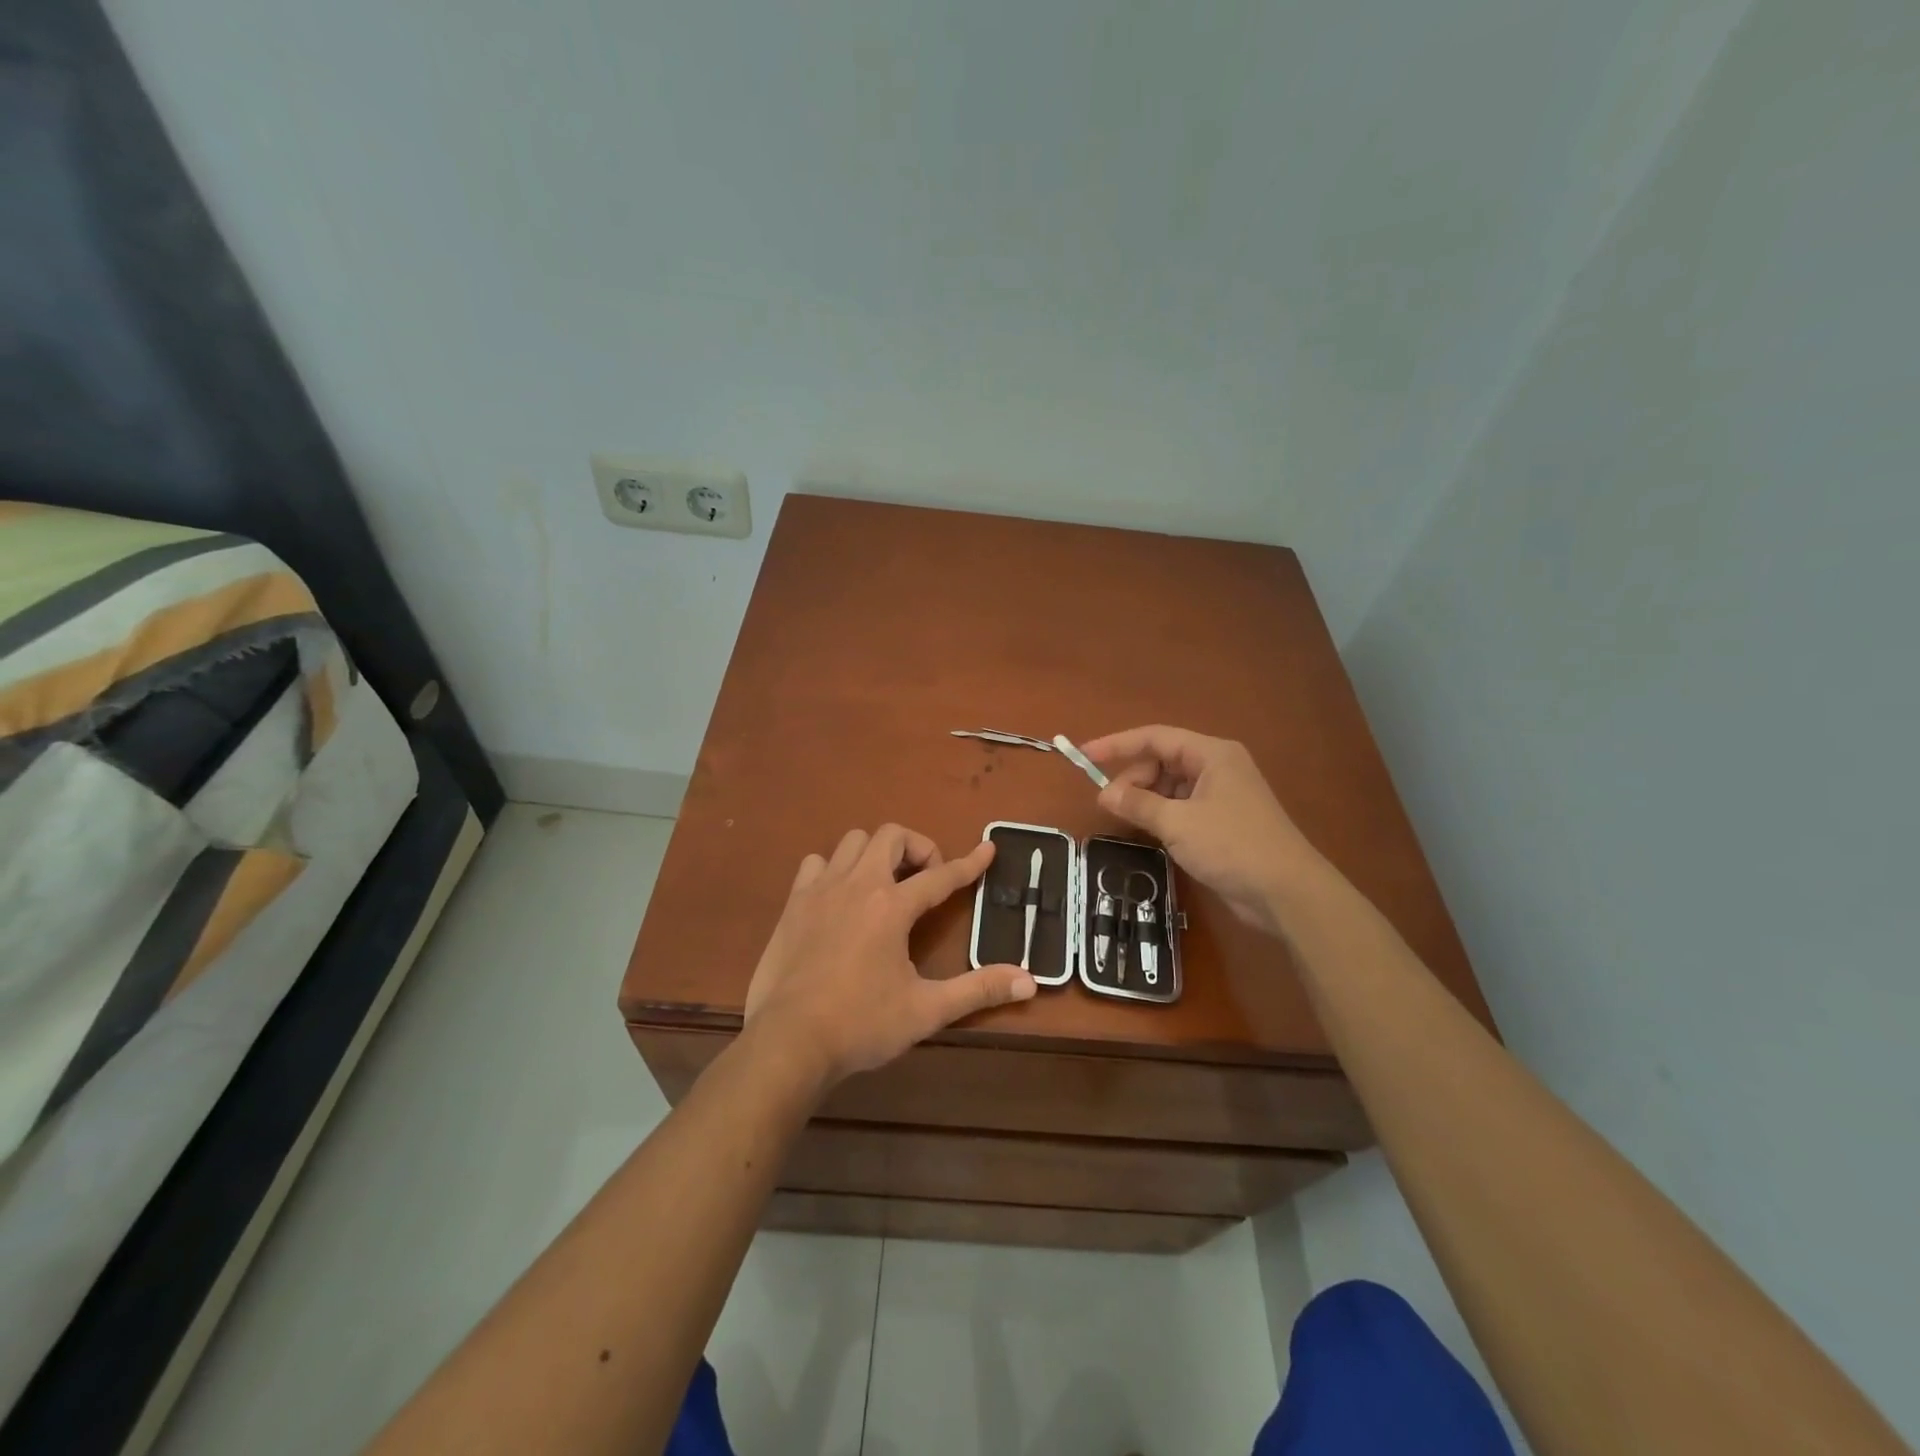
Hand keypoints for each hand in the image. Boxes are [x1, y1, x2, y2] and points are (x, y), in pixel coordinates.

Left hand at [744, 825, 1035, 1087]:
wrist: (789, 1042)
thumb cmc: (861, 1025)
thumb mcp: (927, 1010)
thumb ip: (978, 990)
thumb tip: (1030, 980)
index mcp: (892, 907)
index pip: (941, 876)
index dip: (969, 863)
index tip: (988, 849)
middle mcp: (858, 885)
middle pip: (891, 836)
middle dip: (917, 848)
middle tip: (926, 880)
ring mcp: (820, 890)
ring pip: (852, 842)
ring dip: (875, 854)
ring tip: (884, 885)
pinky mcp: (793, 904)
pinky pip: (816, 864)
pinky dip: (834, 870)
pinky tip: (839, 899)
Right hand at [1083, 725, 1327, 937]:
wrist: (1287, 892)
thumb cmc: (1232, 846)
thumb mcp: (1178, 823)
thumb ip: (1138, 804)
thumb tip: (1104, 794)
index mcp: (1212, 754)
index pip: (1155, 737)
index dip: (1117, 745)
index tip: (1084, 756)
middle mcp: (1217, 767)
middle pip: (1162, 760)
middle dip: (1133, 778)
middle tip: (1110, 804)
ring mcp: (1222, 794)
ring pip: (1171, 785)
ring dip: (1146, 798)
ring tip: (1128, 820)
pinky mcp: (1223, 821)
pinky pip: (1182, 806)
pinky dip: (1162, 814)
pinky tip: (1150, 831)